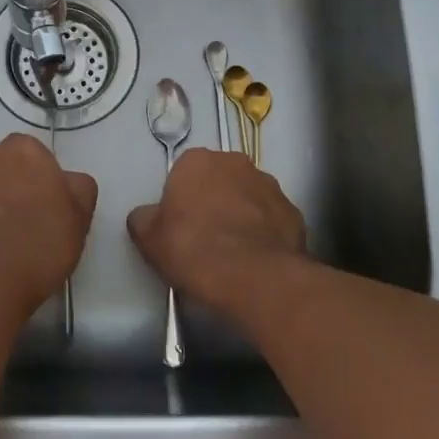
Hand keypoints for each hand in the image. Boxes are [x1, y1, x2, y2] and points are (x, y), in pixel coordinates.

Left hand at [0, 133, 97, 310]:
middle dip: (14, 187)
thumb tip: (68, 183)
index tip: (50, 204)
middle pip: (4, 168)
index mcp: (22, 149)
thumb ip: (78, 186)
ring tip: (6, 243)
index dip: (44, 178)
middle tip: (30, 221)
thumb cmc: (44, 237)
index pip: (35, 154)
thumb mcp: (81, 211)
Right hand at [127, 148, 307, 312]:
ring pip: (249, 197)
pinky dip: (266, 234)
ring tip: (235, 252)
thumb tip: (146, 216)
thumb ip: (144, 219)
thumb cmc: (194, 249)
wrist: (254, 278)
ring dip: (242, 214)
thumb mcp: (149, 238)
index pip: (184, 172)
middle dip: (214, 200)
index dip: (181, 199)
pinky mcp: (295, 213)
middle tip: (205, 236)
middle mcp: (236, 163)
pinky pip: (273, 220)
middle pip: (220, 179)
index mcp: (198, 161)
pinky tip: (257, 260)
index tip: (180, 225)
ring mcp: (270, 186)